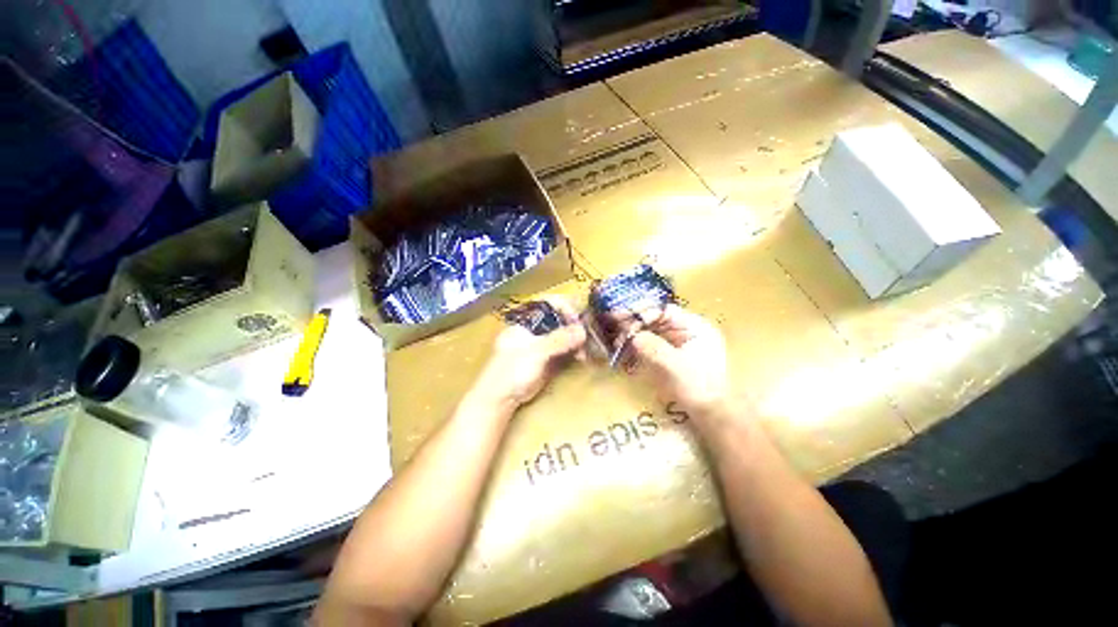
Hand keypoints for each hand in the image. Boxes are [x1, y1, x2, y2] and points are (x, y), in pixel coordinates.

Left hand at [470, 298, 586, 410]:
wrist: (500, 398)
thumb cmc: (512, 369)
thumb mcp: (535, 352)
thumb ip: (559, 340)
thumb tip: (583, 331)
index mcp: (527, 320)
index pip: (549, 304)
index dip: (565, 308)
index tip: (577, 320)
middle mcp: (536, 329)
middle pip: (560, 319)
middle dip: (574, 326)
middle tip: (586, 337)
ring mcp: (543, 344)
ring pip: (565, 335)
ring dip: (577, 340)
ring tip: (585, 352)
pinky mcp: (548, 359)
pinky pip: (565, 350)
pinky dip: (575, 351)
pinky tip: (582, 357)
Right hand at [619, 305, 729, 417]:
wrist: (712, 414)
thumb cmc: (698, 388)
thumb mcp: (675, 367)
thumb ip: (653, 348)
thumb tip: (633, 336)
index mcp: (696, 327)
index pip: (665, 311)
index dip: (644, 313)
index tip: (623, 318)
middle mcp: (688, 330)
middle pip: (657, 319)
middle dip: (636, 323)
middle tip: (614, 325)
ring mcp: (680, 342)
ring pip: (653, 331)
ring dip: (635, 334)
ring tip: (617, 341)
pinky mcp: (673, 354)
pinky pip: (653, 344)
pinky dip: (639, 346)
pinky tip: (626, 350)